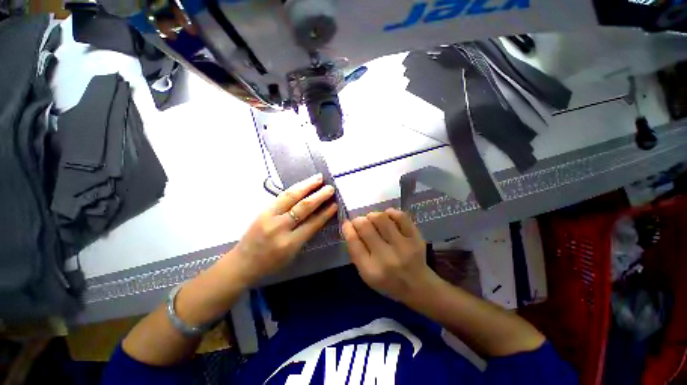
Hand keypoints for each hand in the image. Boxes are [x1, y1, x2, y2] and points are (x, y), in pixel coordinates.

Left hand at [233, 174, 337, 281]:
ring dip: (306, 186)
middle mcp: (280, 228)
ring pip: (291, 197)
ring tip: (318, 178)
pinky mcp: (262, 210)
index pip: (313, 223)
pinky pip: (281, 196)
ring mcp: (269, 216)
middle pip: (303, 207)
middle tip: (330, 188)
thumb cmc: (271, 263)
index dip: (325, 212)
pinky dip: (295, 188)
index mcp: (290, 243)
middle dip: (319, 196)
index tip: (335, 203)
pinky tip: (303, 184)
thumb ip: (306, 234)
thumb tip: (320, 215)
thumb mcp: (293, 254)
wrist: (243, 262)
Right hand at [342, 208, 438, 303]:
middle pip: (366, 227)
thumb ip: (356, 253)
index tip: (346, 223)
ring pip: (381, 218)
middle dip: (358, 220)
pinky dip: (391, 212)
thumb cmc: (388, 282)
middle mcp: (386, 258)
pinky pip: (401, 217)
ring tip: (372, 218)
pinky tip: (387, 215)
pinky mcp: (416, 238)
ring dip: (372, 215)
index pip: (354, 243)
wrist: (418, 286)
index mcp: (371, 270)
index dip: (348, 229)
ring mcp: (403, 246)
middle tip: (359, 221)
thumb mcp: (366, 275)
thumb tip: (349, 228)